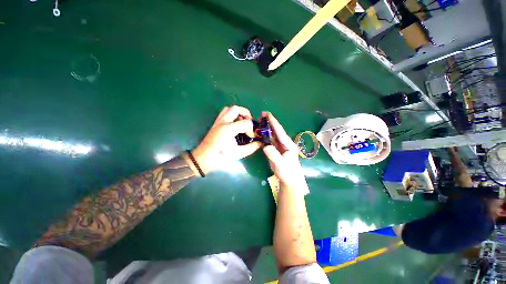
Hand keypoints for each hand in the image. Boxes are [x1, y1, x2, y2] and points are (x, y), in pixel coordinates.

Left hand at [191, 106, 261, 173]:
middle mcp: (223, 122)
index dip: (251, 130)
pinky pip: (223, 112)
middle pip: (237, 109)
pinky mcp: (216, 123)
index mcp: (229, 129)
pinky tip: (233, 123)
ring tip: (241, 121)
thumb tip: (260, 143)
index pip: (246, 123)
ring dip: (238, 112)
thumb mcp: (238, 153)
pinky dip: (231, 114)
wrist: (204, 157)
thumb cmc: (221, 156)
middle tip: (248, 123)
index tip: (251, 137)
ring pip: (229, 108)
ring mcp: (218, 121)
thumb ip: (251, 147)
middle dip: (246, 114)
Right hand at [262, 112, 307, 191]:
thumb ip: (274, 156)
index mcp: (288, 144)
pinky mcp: (276, 150)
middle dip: (269, 122)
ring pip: (273, 135)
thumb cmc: (287, 173)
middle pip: (276, 131)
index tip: (267, 114)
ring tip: (259, 122)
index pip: (280, 131)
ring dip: (267, 128)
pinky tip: (260, 133)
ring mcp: (281, 146)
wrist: (289, 181)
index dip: (273, 122)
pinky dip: (265, 136)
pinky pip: (270, 141)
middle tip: (261, 115)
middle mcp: (285, 143)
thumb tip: (266, 146)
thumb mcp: (281, 165)